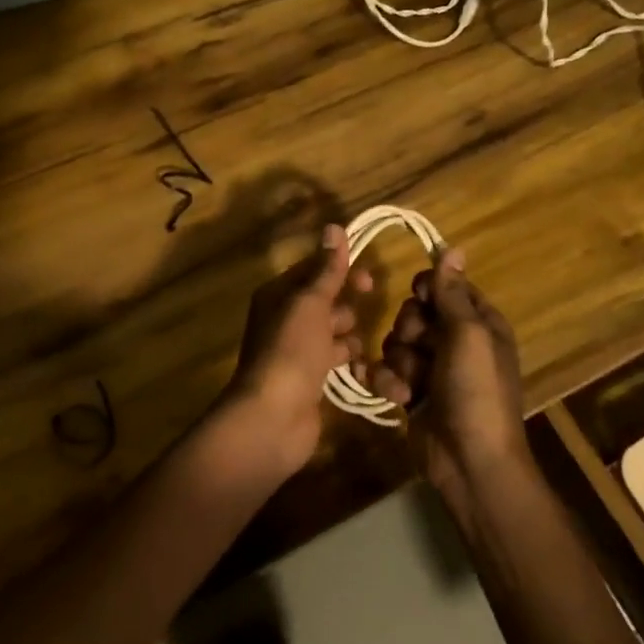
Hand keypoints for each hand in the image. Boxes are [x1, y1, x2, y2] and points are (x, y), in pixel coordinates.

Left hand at [223, 223, 372, 473]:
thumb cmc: (291, 350)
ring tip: (353, 350)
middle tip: (360, 317)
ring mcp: (297, 352)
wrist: (273, 417)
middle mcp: (285, 320)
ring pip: (333, 333)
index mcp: (278, 296)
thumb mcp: (311, 303)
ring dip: (349, 338)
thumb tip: (334, 227)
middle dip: (346, 307)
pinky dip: (349, 363)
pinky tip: (364, 371)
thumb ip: (327, 269)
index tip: (369, 279)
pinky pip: (335, 361)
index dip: (340, 271)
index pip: (312, 272)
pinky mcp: (310, 380)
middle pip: (325, 302)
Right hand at [363, 249, 528, 497]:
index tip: (421, 298)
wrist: (470, 462)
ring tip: (410, 385)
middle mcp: (455, 342)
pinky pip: (388, 371)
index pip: (446, 287)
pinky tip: (396, 397)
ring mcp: (432, 369)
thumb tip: (453, 248)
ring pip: (396, 342)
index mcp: (479, 324)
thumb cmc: (476, 391)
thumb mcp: (468, 335)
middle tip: (418, 346)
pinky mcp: (412, 393)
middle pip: (415, 313)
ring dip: (398, 362)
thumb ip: (452, 293)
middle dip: (408, 329)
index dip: (428, 290)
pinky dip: (388, 382)